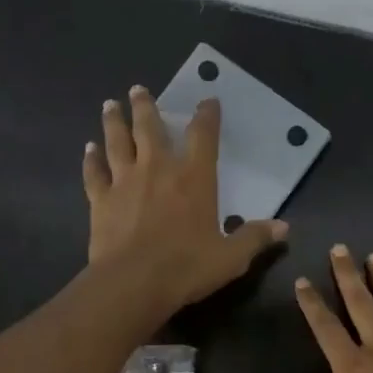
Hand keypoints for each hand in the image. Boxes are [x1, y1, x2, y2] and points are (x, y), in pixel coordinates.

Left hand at [84, 85, 287, 312]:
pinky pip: (95, 172)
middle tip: (139, 90)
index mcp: (194, 179)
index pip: (203, 137)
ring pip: (117, 142)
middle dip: (146, 107)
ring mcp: (124, 182)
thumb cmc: (187, 267)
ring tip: (110, 105)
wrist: (133, 282)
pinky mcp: (100, 200)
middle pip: (150, 128)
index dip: (207, 116)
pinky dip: (91, 159)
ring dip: (114, 121)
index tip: (208, 101)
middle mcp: (158, 170)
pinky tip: (89, 149)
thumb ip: (255, 238)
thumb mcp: (231, 257)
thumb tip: (284, 228)